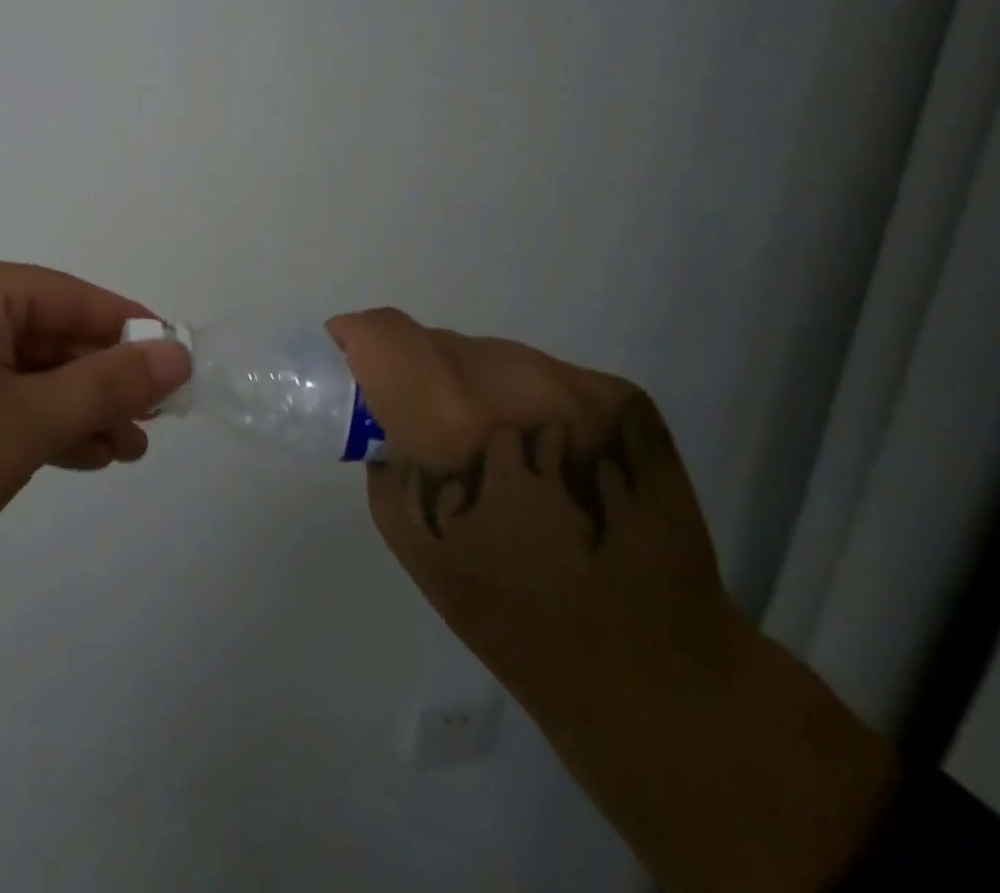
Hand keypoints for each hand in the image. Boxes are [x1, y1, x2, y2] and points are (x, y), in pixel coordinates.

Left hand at [0, 254, 191, 576]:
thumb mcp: (26, 424)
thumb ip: (106, 385)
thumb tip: (176, 352)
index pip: (76, 297)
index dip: (133, 334)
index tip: (177, 372)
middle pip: (50, 333)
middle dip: (103, 382)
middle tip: (149, 428)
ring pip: (23, 366)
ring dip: (72, 406)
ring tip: (122, 451)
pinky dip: (30, 416)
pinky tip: (71, 451)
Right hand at [330, 310, 899, 892]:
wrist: (653, 664)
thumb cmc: (505, 609)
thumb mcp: (405, 528)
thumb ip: (384, 446)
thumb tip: (379, 399)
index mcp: (457, 427)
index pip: (386, 335)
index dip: (355, 338)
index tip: (347, 360)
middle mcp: (523, 388)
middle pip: (439, 341)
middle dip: (416, 371)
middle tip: (422, 421)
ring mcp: (583, 388)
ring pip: (490, 353)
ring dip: (469, 382)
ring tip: (486, 442)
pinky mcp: (626, 398)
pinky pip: (540, 372)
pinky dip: (520, 398)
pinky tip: (539, 451)